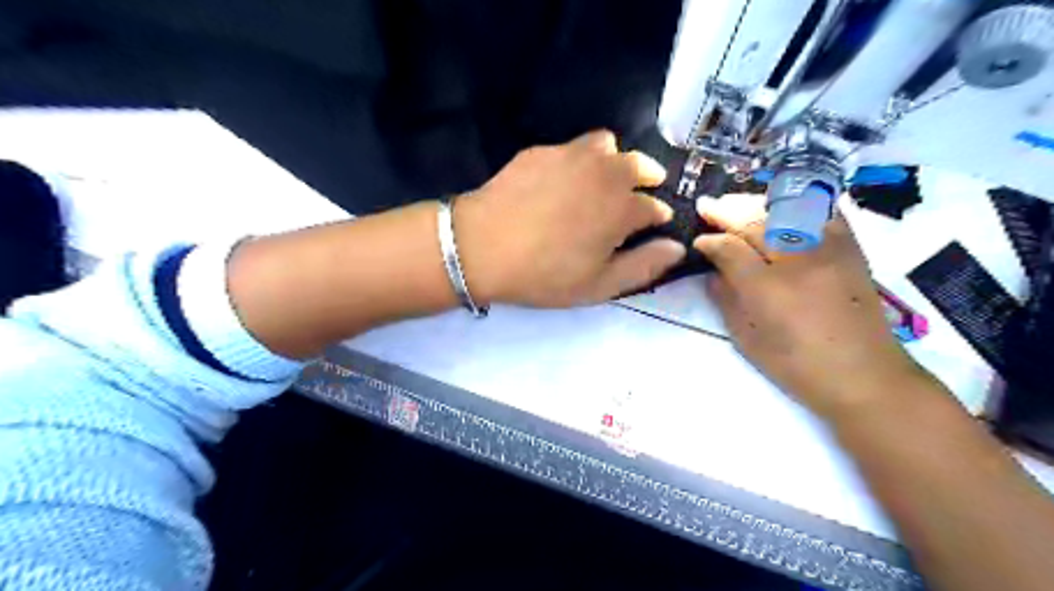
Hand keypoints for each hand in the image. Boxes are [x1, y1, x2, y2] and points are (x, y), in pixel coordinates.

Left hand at [453, 128, 682, 308]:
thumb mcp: (598, 285)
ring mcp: (572, 155)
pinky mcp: (542, 150)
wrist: (481, 247)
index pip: (655, 206)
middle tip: (638, 193)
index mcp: (623, 207)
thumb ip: (643, 266)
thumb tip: (677, 248)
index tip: (653, 225)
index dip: (657, 217)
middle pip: (640, 165)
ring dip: (614, 161)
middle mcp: (605, 172)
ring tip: (601, 180)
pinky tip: (562, 180)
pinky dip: (579, 159)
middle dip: (648, 178)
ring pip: (608, 146)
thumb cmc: (544, 274)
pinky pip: (572, 147)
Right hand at [698, 194, 923, 419]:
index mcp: (768, 289)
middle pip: (756, 222)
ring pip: (786, 210)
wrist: (865, 377)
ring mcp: (828, 250)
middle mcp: (798, 261)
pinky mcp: (851, 249)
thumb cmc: (798, 367)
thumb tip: (713, 273)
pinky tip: (784, 204)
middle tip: (708, 207)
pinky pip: (823, 212)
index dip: (710, 241)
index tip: (698, 240)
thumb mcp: (747, 340)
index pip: (730, 249)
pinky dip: (800, 203)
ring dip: (756, 203)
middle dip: (727, 212)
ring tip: (737, 203)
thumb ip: (726, 301)